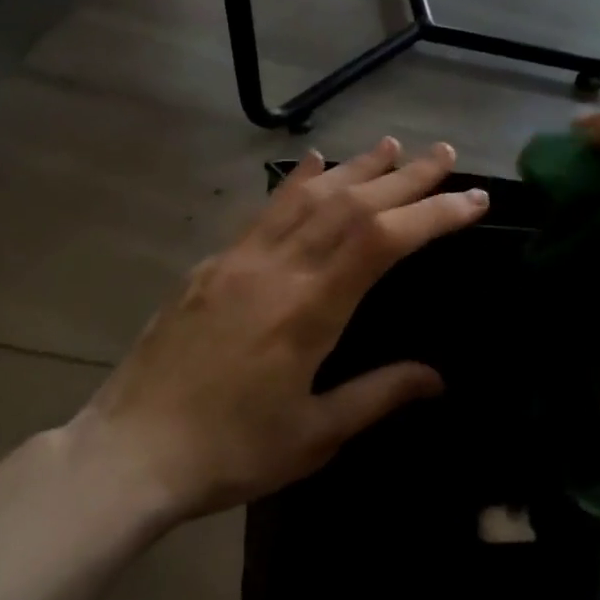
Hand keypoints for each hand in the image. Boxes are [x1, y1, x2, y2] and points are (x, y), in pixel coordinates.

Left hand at [67, 138, 488, 520]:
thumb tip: (437, 377)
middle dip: (405, 177)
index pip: (382, 240)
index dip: (432, 213)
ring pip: (308, 196)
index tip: (472, 199)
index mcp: (309, 309)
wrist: (128, 453)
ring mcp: (241, 259)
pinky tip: (314, 161)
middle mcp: (278, 268)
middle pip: (352, 204)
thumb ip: (378, 395)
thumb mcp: (314, 435)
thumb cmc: (229, 452)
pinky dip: (297, 181)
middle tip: (444, 153)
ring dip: (356, 167)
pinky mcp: (214, 264)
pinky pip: (265, 209)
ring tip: (392, 146)